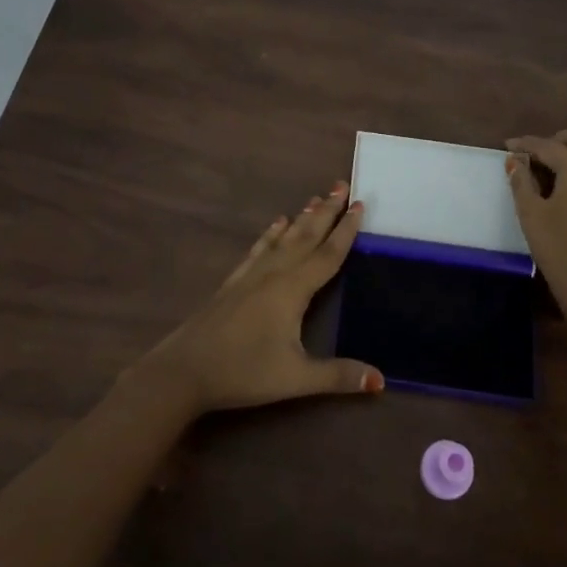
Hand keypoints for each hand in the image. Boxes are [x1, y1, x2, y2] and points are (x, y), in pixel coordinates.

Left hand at [137, 182, 384, 414]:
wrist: (185, 370)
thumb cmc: (244, 371)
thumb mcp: (296, 379)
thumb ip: (338, 376)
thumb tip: (381, 381)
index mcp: (293, 289)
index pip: (328, 253)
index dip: (346, 230)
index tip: (359, 203)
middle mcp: (274, 273)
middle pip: (306, 236)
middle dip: (326, 211)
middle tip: (341, 185)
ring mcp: (251, 275)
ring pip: (283, 238)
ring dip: (302, 218)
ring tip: (316, 198)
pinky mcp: (234, 282)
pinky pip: (259, 249)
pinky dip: (271, 233)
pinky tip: (276, 224)